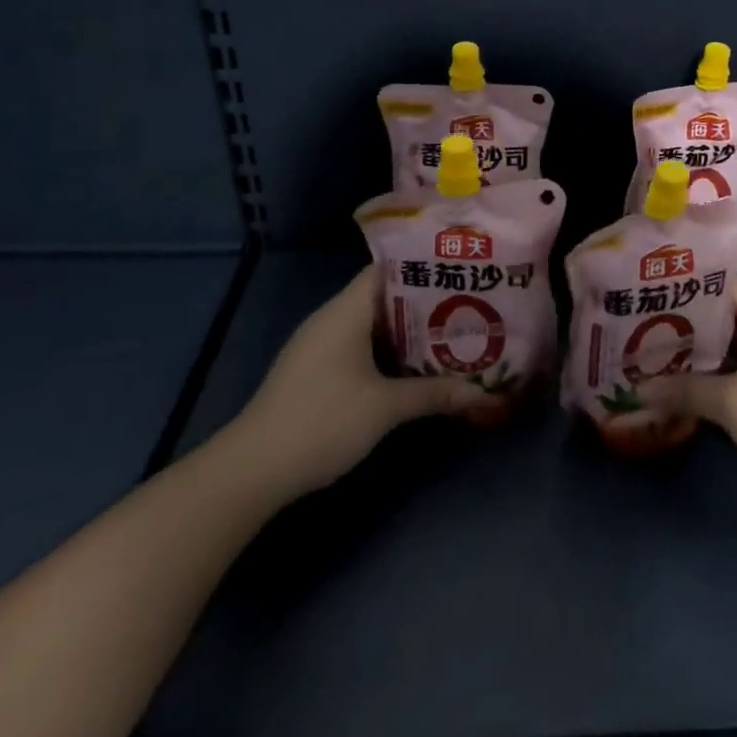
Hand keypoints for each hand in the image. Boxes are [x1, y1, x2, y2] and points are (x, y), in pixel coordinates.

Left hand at [223, 266, 488, 501]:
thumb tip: (484, 393)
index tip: (459, 270)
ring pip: (372, 324)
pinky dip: (387, 349)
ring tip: (451, 332)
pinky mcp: (315, 370)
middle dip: (424, 302)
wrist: (252, 471)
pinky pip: (359, 345)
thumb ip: (435, 394)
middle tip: (468, 304)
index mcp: (347, 311)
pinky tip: (414, 365)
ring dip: (407, 329)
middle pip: (384, 296)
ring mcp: (320, 345)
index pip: (388, 268)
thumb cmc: (322, 422)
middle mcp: (332, 319)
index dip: (423, 266)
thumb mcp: (385, 408)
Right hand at [642, 279, 736, 496]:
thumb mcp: (733, 405)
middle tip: (639, 322)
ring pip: (729, 338)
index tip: (649, 287)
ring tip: (653, 348)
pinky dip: (715, 365)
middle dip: (683, 318)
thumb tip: (639, 388)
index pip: (721, 282)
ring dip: (697, 345)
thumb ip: (686, 390)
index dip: (684, 283)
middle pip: (722, 310)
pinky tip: (686, 378)